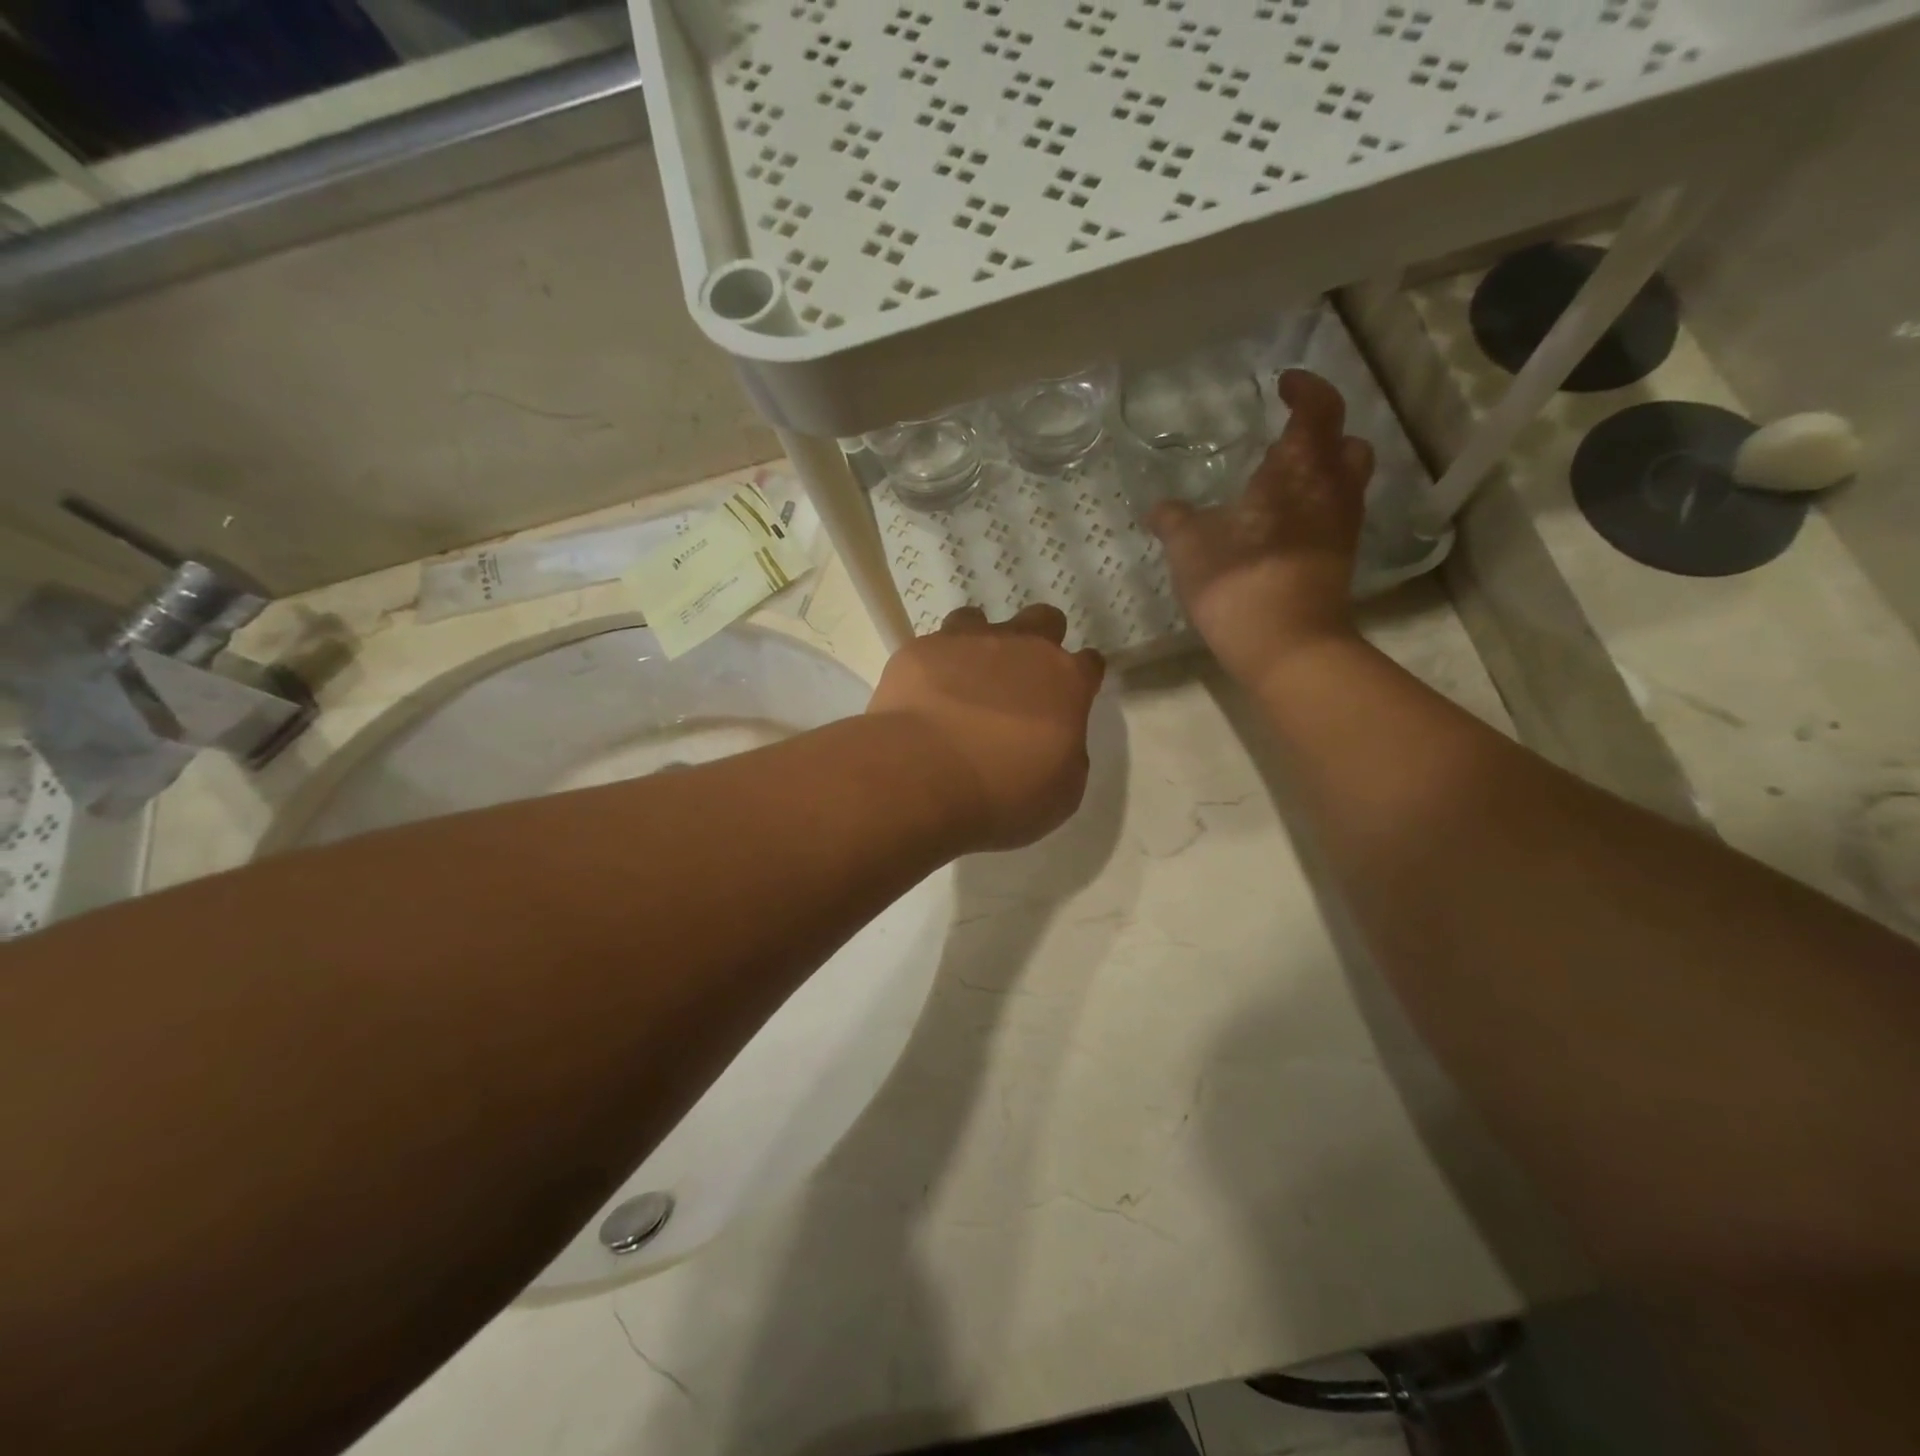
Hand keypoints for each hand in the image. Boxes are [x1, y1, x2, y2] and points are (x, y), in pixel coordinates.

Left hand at [869, 604, 1105, 852]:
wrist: (924, 778)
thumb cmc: (1004, 794)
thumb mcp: (1062, 792)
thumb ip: (1067, 752)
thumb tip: (1054, 740)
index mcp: (1065, 681)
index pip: (1089, 664)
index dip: (1081, 679)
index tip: (1070, 699)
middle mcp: (1022, 647)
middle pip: (1043, 621)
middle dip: (1038, 641)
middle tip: (1020, 680)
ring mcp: (967, 641)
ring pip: (980, 620)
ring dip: (979, 644)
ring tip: (963, 681)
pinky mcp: (921, 650)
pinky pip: (932, 646)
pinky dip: (932, 667)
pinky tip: (924, 696)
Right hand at [1148, 370, 1374, 688]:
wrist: (1285, 645)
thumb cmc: (1237, 581)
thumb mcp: (1189, 546)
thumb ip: (1174, 520)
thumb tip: (1158, 508)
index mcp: (1297, 470)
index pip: (1317, 409)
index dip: (1305, 389)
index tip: (1284, 383)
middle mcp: (1331, 490)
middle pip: (1347, 444)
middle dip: (1323, 432)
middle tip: (1289, 438)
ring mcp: (1341, 528)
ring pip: (1346, 482)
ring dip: (1322, 472)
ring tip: (1283, 484)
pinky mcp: (1339, 561)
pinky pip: (1335, 517)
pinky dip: (1315, 508)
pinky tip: (1282, 527)